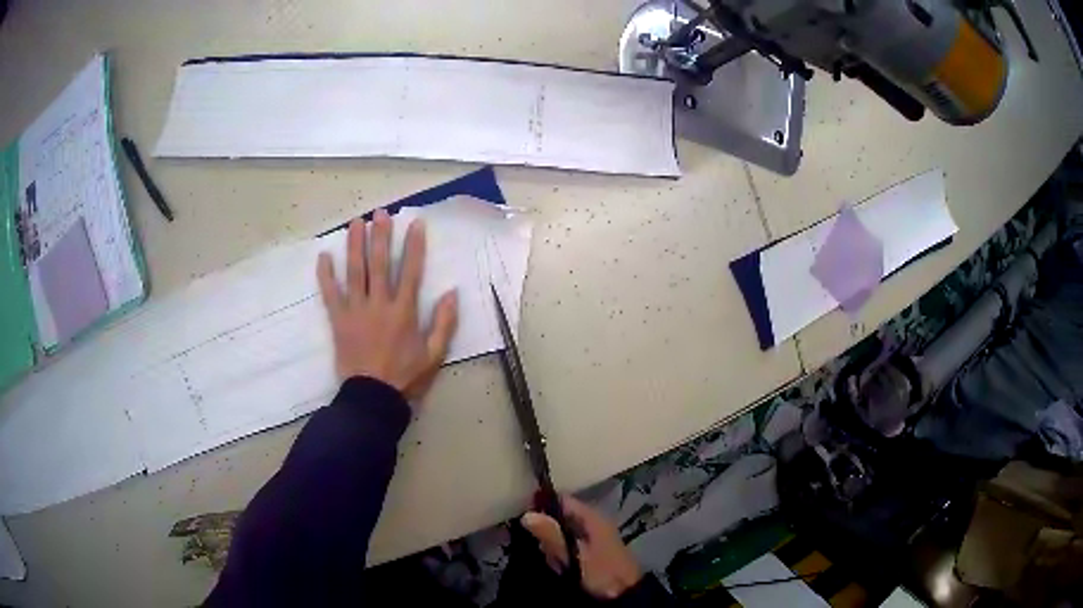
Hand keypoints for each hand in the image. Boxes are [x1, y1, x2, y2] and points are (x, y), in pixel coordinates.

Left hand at [316, 209, 457, 402]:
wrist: (372, 397)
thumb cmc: (405, 377)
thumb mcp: (434, 355)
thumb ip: (444, 323)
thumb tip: (451, 293)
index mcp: (404, 311)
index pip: (411, 271)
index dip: (414, 246)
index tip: (415, 223)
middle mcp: (379, 304)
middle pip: (379, 264)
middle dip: (380, 236)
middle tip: (380, 213)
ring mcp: (356, 310)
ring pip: (354, 272)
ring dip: (354, 245)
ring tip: (355, 222)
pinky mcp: (338, 320)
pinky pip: (330, 294)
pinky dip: (326, 275)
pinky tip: (323, 256)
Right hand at [522, 496, 642, 599]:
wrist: (624, 596)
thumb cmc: (601, 573)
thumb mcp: (574, 555)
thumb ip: (552, 535)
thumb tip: (526, 514)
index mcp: (592, 518)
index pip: (562, 500)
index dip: (542, 504)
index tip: (524, 518)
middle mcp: (592, 523)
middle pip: (559, 517)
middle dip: (547, 532)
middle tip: (543, 549)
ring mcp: (591, 538)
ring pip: (561, 534)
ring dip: (553, 547)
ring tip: (555, 563)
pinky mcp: (589, 552)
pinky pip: (567, 548)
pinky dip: (561, 556)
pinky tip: (561, 568)